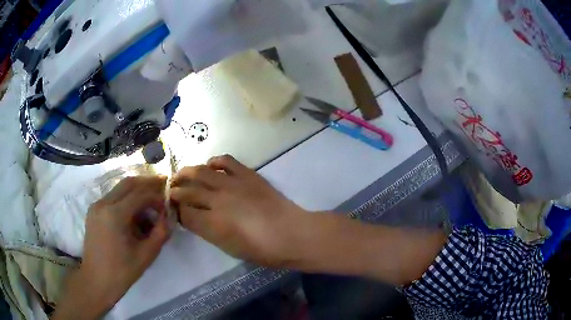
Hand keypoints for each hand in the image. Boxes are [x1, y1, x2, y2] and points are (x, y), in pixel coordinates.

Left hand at [54, 176, 170, 319]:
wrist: (96, 280)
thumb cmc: (121, 271)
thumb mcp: (146, 255)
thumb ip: (161, 233)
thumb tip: (169, 217)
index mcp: (115, 214)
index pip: (140, 194)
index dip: (157, 195)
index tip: (169, 203)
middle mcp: (103, 203)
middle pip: (128, 183)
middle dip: (147, 183)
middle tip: (163, 186)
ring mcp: (96, 205)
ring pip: (120, 188)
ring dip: (137, 191)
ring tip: (151, 201)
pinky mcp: (94, 211)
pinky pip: (113, 197)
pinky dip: (126, 199)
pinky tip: (135, 212)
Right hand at [170, 156, 445, 285]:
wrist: (294, 233)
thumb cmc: (265, 251)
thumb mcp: (231, 249)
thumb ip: (209, 232)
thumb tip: (195, 219)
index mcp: (213, 224)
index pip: (184, 214)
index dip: (177, 212)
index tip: (175, 211)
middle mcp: (217, 201)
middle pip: (187, 191)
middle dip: (175, 191)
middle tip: (171, 191)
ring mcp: (232, 184)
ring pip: (200, 172)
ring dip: (187, 173)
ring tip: (180, 175)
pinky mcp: (247, 174)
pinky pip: (225, 161)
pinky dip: (214, 162)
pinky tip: (210, 167)